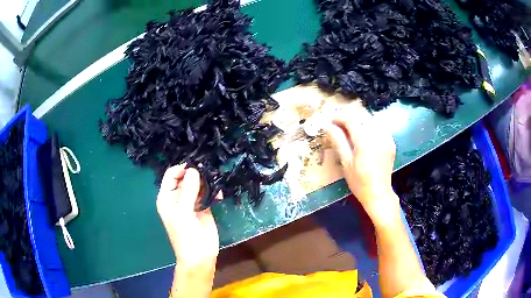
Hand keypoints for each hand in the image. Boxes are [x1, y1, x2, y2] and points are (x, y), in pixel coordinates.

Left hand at [156, 164, 220, 266]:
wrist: (200, 256)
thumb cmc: (185, 235)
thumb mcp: (183, 212)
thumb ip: (188, 190)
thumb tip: (193, 169)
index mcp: (167, 197)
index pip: (171, 175)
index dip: (181, 169)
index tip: (195, 166)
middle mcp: (178, 197)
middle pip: (186, 178)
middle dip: (196, 174)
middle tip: (209, 171)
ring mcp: (191, 202)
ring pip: (198, 185)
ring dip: (206, 182)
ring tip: (216, 182)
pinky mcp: (204, 208)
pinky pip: (207, 194)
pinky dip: (213, 192)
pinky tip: (219, 195)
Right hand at [325, 105, 397, 217]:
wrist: (379, 194)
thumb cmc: (359, 182)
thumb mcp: (346, 163)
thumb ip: (338, 141)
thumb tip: (328, 126)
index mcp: (365, 141)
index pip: (351, 120)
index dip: (339, 117)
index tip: (331, 121)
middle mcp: (377, 136)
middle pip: (361, 118)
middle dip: (349, 120)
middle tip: (339, 127)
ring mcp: (386, 139)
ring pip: (371, 121)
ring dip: (360, 123)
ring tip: (352, 132)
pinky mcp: (391, 143)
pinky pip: (380, 128)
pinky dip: (371, 128)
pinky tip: (366, 138)